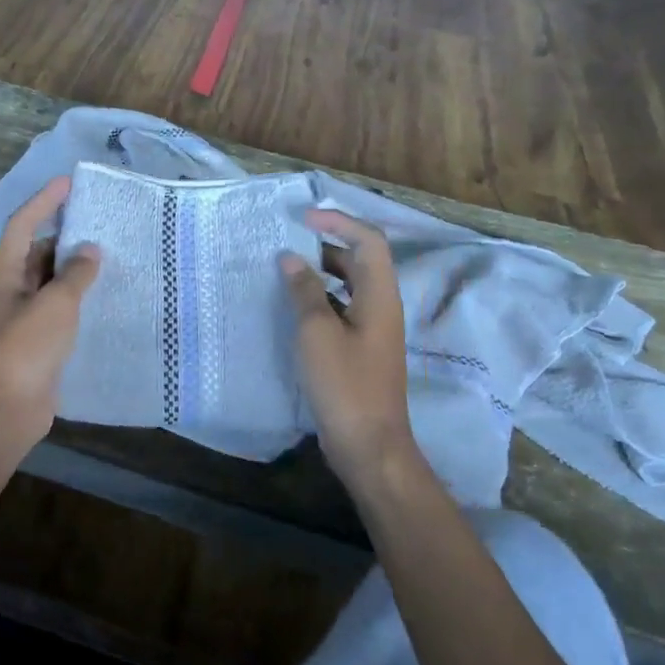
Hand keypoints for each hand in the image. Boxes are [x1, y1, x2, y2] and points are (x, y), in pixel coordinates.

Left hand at [0, 177, 100, 439]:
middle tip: (101, 222)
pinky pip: (59, 304)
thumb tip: (90, 251)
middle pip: (37, 250)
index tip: (69, 183)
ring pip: (50, 279)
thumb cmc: (27, 346)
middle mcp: (10, 287)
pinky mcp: (38, 336)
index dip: (44, 201)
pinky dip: (78, 295)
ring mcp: (23, 313)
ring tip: (110, 254)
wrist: (10, 406)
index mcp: (4, 271)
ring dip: (74, 267)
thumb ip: (75, 273)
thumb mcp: (56, 303)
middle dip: (65, 235)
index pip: (23, 223)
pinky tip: (104, 293)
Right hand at [280, 210, 416, 494]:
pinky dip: (319, 299)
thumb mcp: (317, 332)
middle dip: (326, 245)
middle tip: (286, 243)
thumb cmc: (344, 384)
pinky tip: (291, 308)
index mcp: (379, 296)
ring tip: (283, 271)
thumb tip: (290, 259)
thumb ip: (304, 291)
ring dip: (320, 273)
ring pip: (349, 286)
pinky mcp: (361, 350)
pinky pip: (341, 309)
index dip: (338, 222)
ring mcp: (373, 330)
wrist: (369, 444)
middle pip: (360, 260)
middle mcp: (381, 307)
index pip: (368, 240)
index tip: (302, 220)